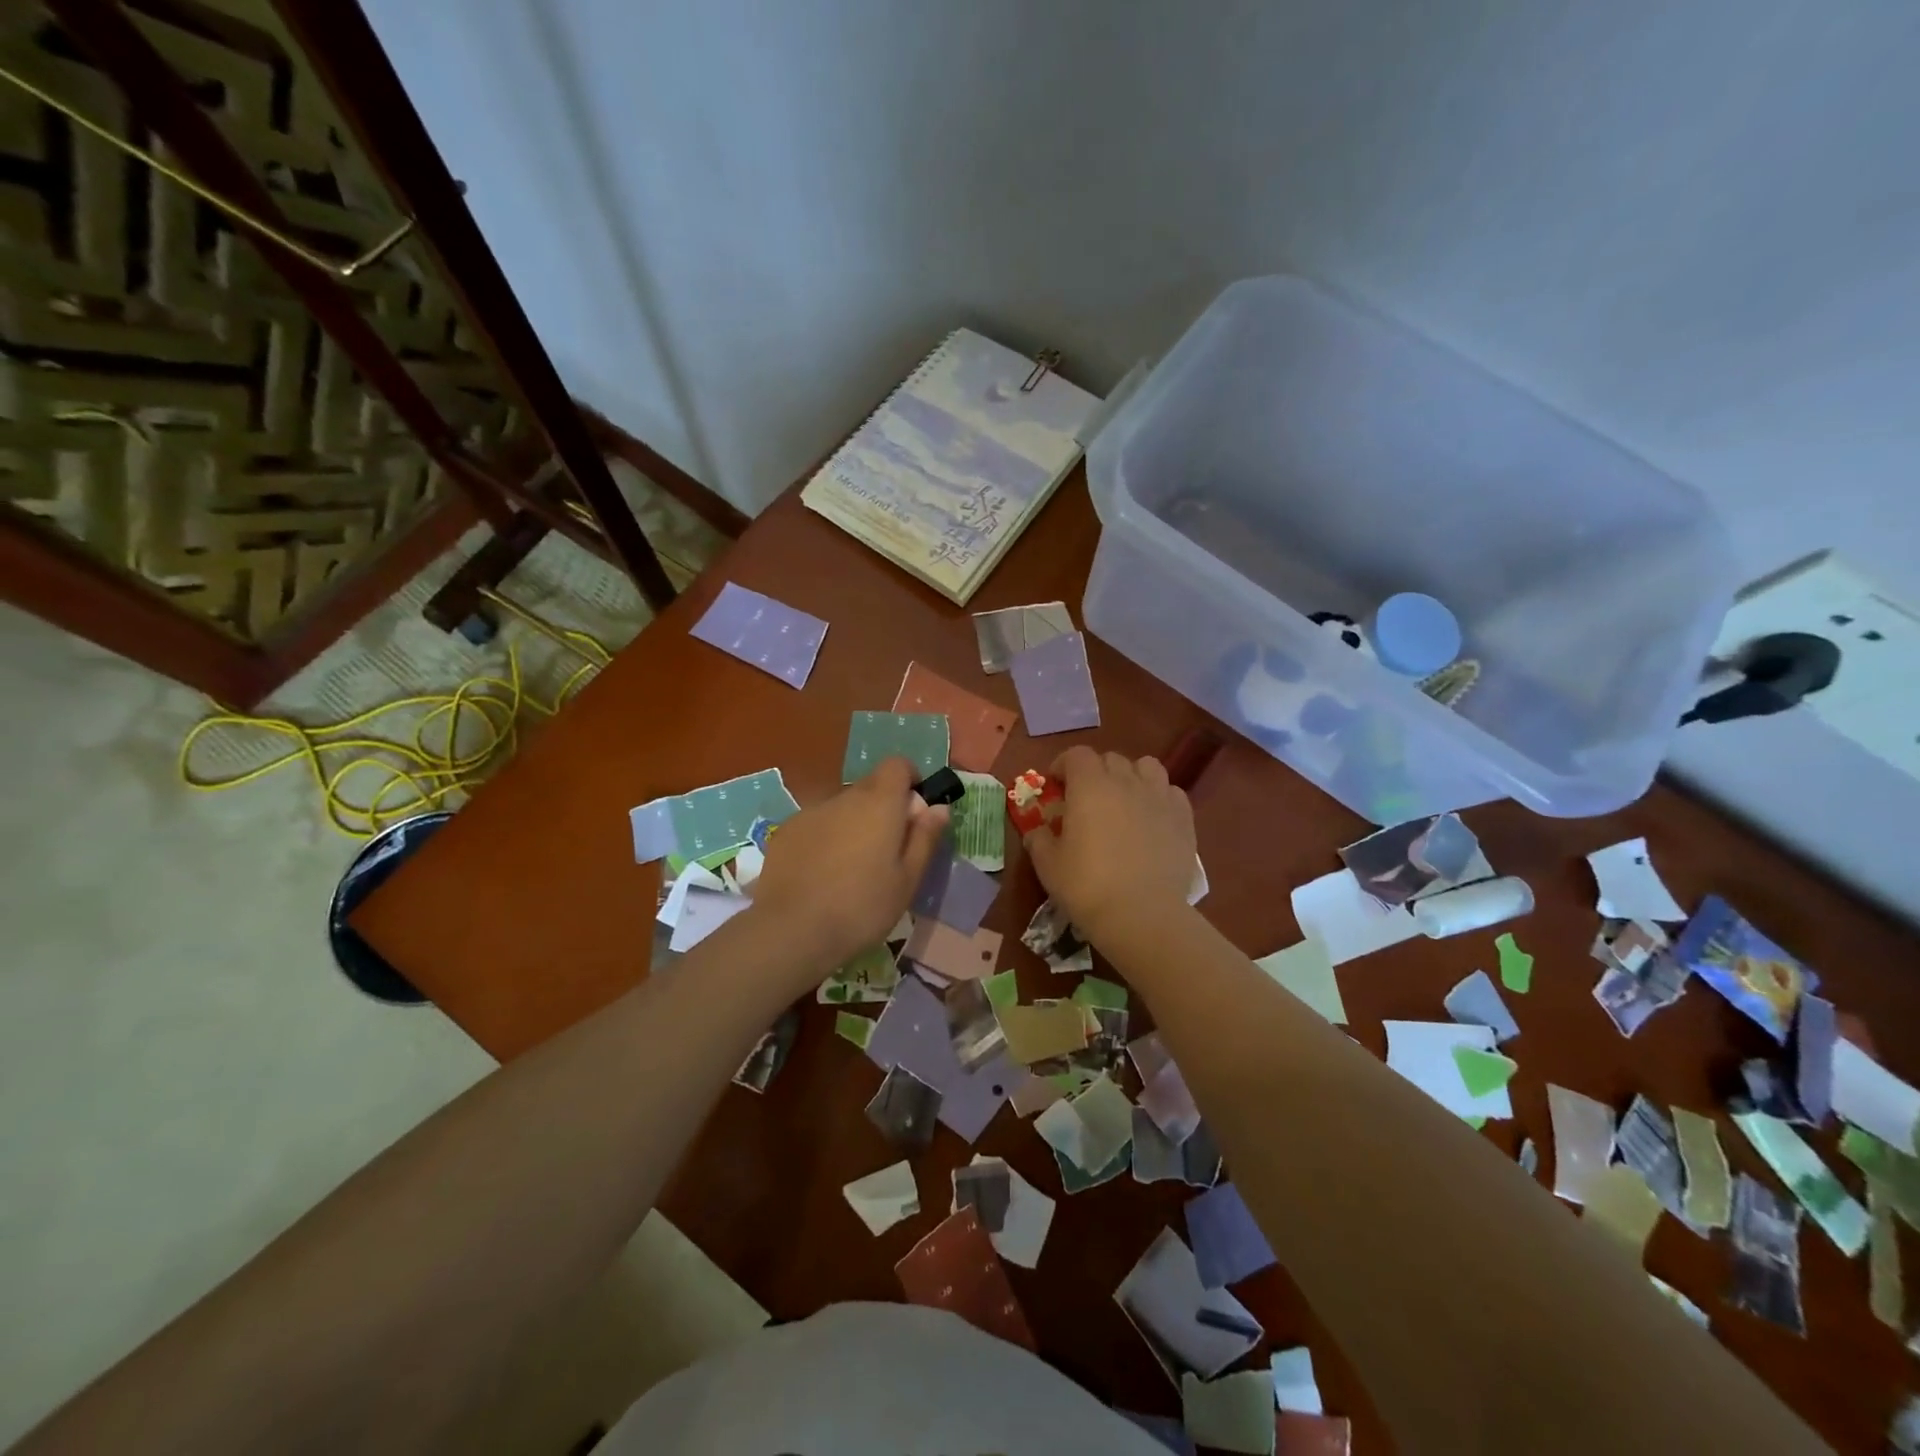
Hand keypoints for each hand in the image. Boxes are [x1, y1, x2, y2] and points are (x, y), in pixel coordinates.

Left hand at [748, 757, 949, 976]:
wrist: (792, 931)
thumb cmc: (862, 907)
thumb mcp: (907, 880)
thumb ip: (924, 838)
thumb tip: (938, 807)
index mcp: (879, 803)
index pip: (897, 765)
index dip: (909, 781)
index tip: (914, 813)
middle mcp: (844, 797)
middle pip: (870, 785)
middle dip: (884, 807)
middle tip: (888, 850)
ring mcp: (810, 812)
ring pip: (842, 807)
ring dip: (853, 824)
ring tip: (852, 868)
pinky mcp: (785, 832)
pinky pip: (816, 824)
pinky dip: (825, 838)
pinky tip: (821, 874)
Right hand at [1022, 746, 1195, 941]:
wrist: (1142, 915)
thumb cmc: (1087, 886)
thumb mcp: (1047, 865)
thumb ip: (1039, 839)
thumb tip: (1038, 831)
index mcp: (1089, 786)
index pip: (1076, 755)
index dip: (1063, 765)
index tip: (1055, 784)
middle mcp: (1126, 782)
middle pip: (1110, 759)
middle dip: (1095, 771)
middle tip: (1086, 799)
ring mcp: (1159, 797)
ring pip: (1146, 767)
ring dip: (1131, 776)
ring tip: (1124, 801)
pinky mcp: (1184, 818)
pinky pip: (1170, 792)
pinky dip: (1158, 797)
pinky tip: (1152, 819)